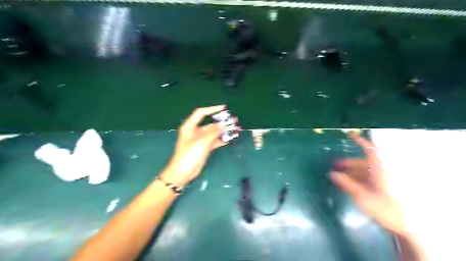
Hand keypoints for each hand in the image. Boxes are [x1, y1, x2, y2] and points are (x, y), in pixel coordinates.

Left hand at [161, 107, 236, 187]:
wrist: (183, 172)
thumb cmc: (189, 154)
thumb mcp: (201, 142)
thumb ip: (213, 132)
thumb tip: (224, 125)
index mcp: (190, 126)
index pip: (201, 113)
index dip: (212, 109)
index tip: (223, 108)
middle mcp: (195, 131)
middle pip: (210, 124)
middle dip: (221, 122)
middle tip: (233, 120)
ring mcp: (200, 140)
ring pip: (214, 133)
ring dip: (223, 131)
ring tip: (235, 128)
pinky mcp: (204, 148)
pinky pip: (215, 141)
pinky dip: (222, 139)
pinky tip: (230, 138)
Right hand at [331, 132, 404, 234]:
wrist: (403, 225)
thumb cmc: (383, 207)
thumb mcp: (361, 195)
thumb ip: (346, 183)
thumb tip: (332, 173)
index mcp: (379, 170)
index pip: (369, 150)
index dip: (360, 141)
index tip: (349, 134)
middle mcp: (380, 172)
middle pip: (362, 162)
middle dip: (347, 162)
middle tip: (334, 165)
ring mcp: (381, 180)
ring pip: (363, 171)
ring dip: (350, 171)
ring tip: (337, 174)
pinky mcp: (380, 187)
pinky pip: (365, 178)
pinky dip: (355, 178)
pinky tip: (346, 183)